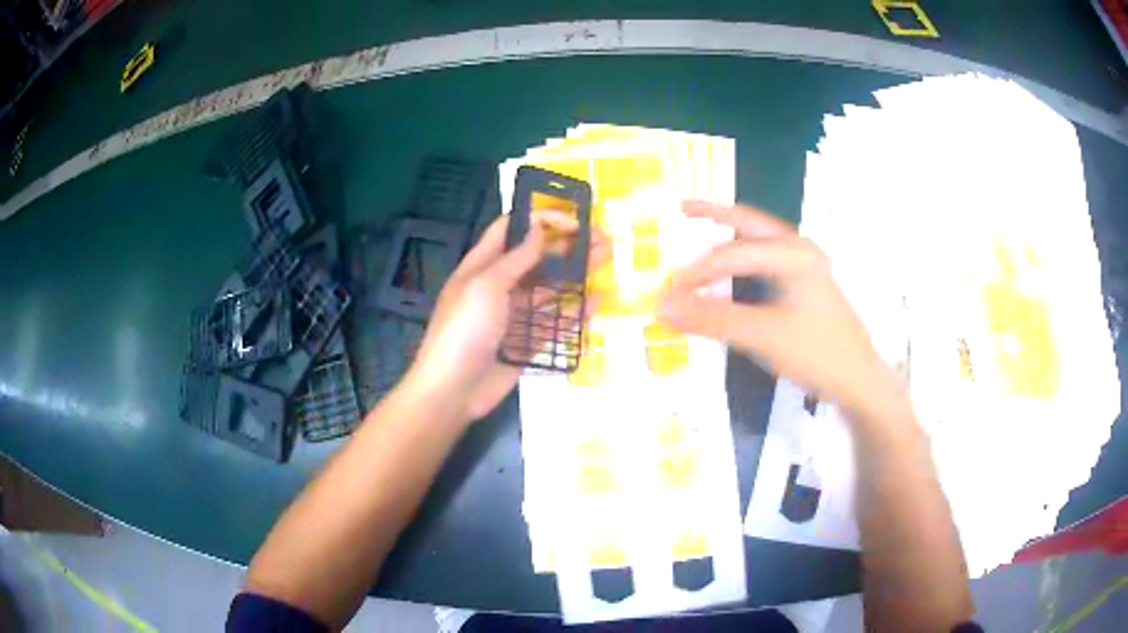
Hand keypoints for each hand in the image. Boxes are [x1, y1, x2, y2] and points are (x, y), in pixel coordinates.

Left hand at [405, 213, 607, 423]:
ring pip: (549, 288)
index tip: (573, 219)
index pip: (511, 229)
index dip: (540, 219)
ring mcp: (514, 315)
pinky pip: (553, 322)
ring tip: (606, 261)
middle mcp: (499, 285)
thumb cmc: (465, 329)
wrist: (454, 389)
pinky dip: (573, 311)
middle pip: (537, 258)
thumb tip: (539, 226)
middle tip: (603, 238)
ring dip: (576, 273)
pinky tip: (595, 302)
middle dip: (568, 245)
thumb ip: (517, 257)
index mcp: (483, 265)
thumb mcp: (487, 285)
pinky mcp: (526, 342)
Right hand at [657, 200, 892, 410]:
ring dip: (729, 237)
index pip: (729, 255)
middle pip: (749, 223)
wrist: (860, 380)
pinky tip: (731, 270)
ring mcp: (806, 266)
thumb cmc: (819, 354)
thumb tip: (664, 309)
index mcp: (792, 254)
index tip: (665, 295)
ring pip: (758, 241)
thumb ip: (713, 320)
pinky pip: (766, 261)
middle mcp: (800, 250)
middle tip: (682, 208)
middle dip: (715, 215)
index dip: (693, 274)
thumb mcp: (764, 337)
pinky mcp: (806, 285)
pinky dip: (742, 260)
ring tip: (701, 231)